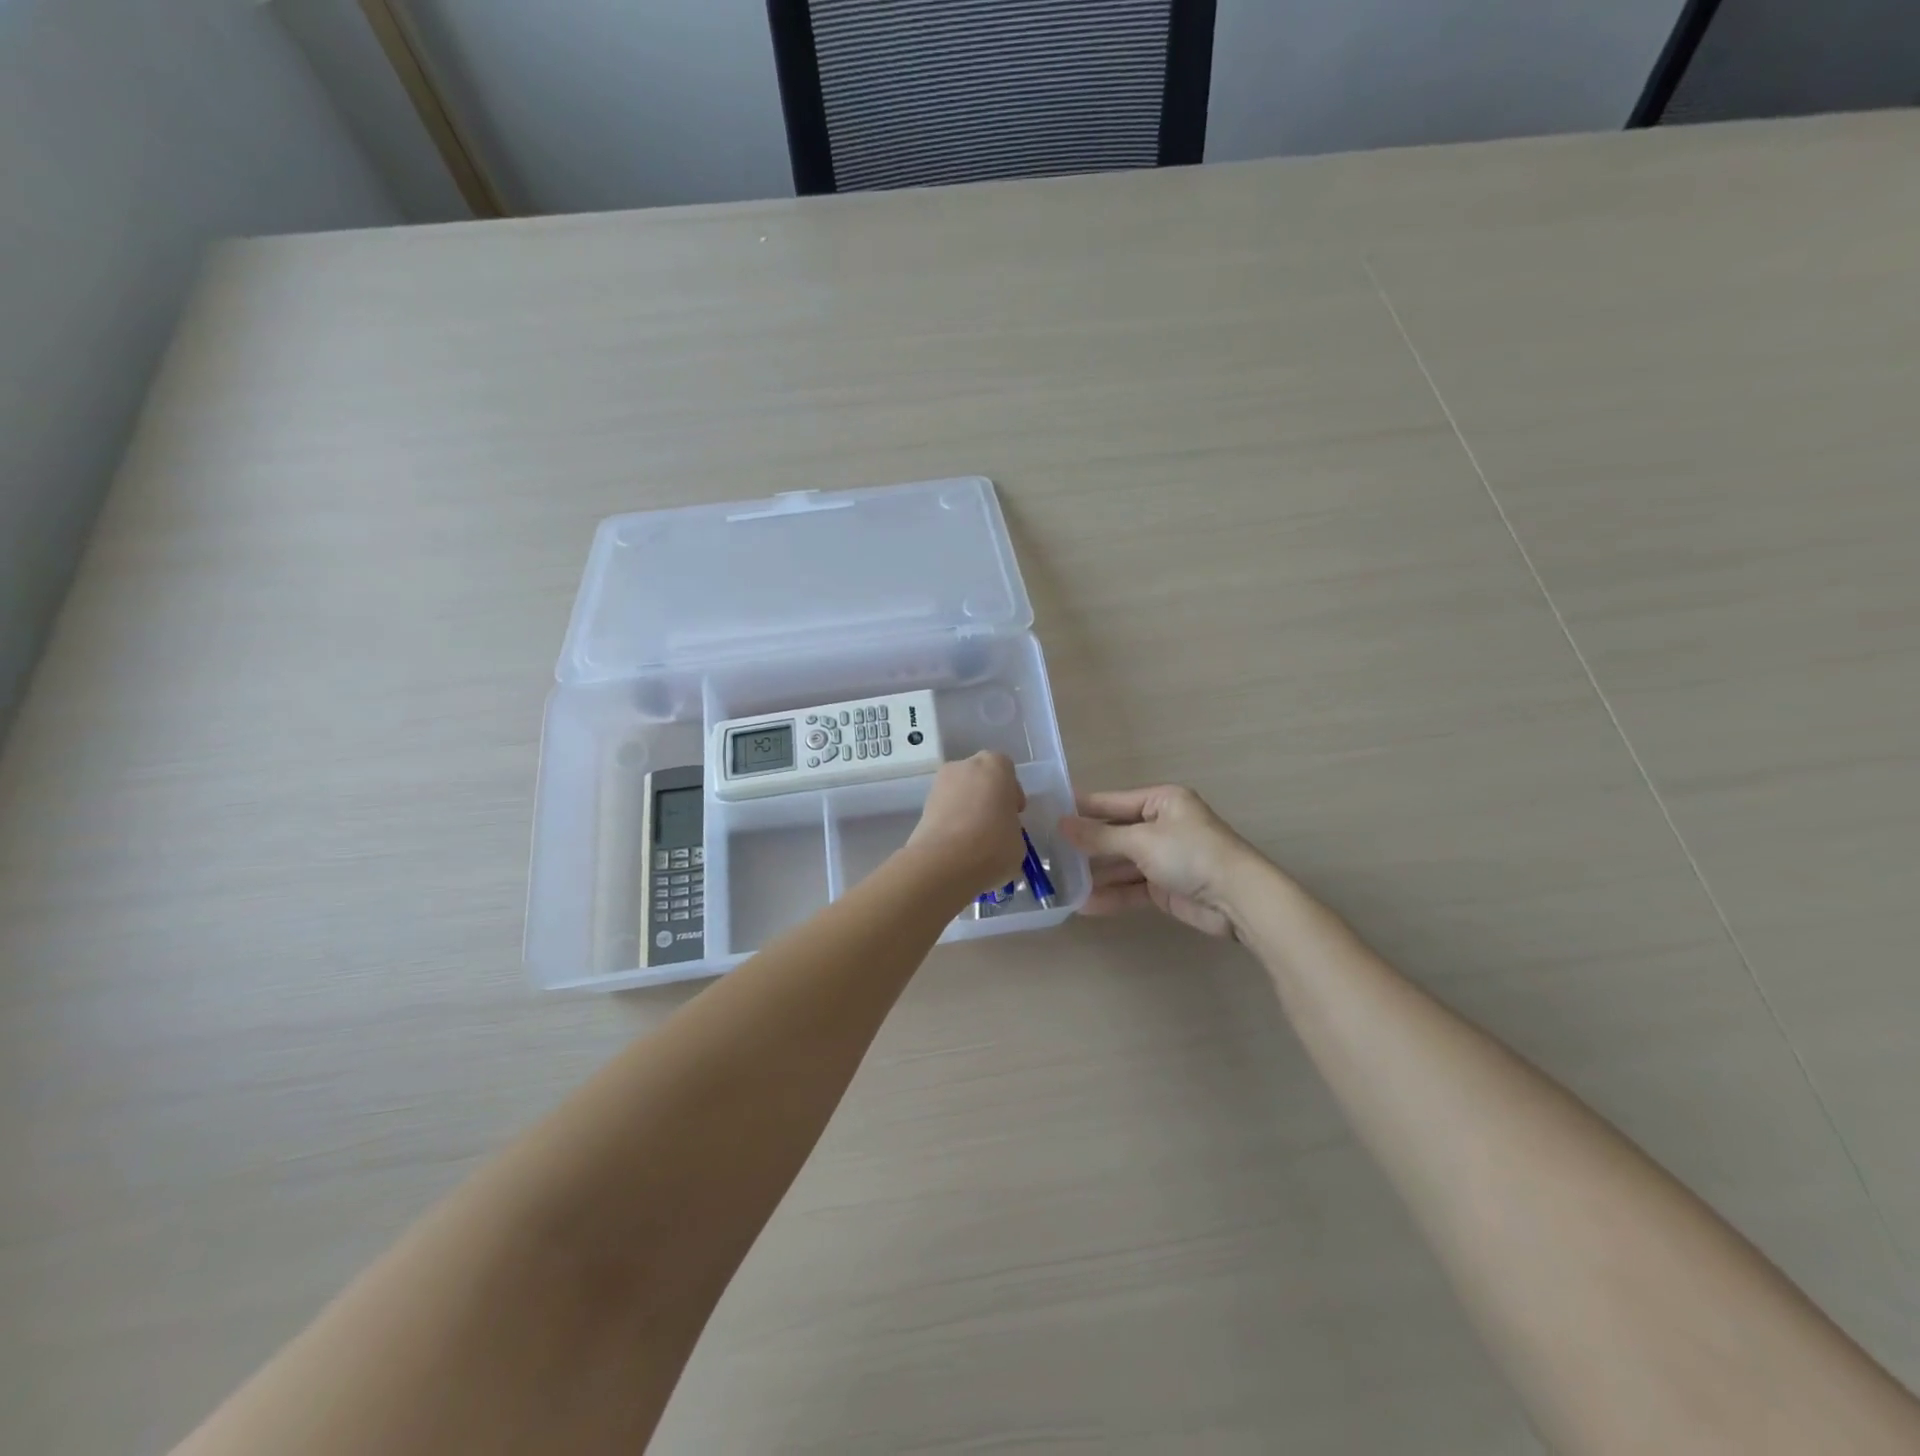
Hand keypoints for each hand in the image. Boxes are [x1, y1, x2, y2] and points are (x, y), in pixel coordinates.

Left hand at [905, 752, 1028, 896]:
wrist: (944, 862)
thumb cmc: (993, 845)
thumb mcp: (1018, 840)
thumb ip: (1010, 827)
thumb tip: (1000, 833)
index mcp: (995, 766)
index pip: (1007, 772)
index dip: (1011, 794)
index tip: (1013, 815)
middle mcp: (965, 766)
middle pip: (980, 778)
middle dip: (987, 798)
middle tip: (994, 826)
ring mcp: (939, 784)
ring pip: (960, 793)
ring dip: (967, 810)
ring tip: (974, 841)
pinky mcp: (922, 806)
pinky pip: (945, 810)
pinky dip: (951, 822)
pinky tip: (957, 846)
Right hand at [1059, 785, 1259, 937]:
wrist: (1238, 899)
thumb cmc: (1191, 854)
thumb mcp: (1141, 840)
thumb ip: (1100, 836)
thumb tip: (1062, 825)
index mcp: (1161, 801)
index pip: (1111, 803)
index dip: (1081, 809)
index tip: (1048, 814)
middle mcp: (1161, 825)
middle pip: (1114, 834)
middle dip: (1084, 846)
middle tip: (1046, 854)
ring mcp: (1163, 858)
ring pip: (1120, 864)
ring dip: (1094, 874)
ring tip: (1059, 884)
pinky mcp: (1165, 887)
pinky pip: (1130, 888)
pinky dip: (1110, 895)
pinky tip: (1084, 904)